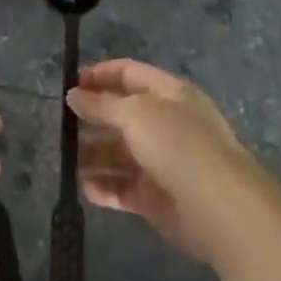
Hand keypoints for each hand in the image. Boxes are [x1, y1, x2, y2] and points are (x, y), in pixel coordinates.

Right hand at [68, 59, 269, 266]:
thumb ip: (102, 104)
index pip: (130, 74)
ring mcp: (162, 162)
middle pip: (123, 114)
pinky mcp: (157, 198)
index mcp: (169, 93)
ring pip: (121, 153)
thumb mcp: (136, 114)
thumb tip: (74, 95)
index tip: (71, 85)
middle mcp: (167, 123)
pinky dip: (105, 187)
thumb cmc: (178, 146)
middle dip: (94, 118)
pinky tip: (84, 188)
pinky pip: (124, 188)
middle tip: (62, 126)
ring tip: (67, 160)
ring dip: (94, 155)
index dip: (100, 75)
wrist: (219, 207)